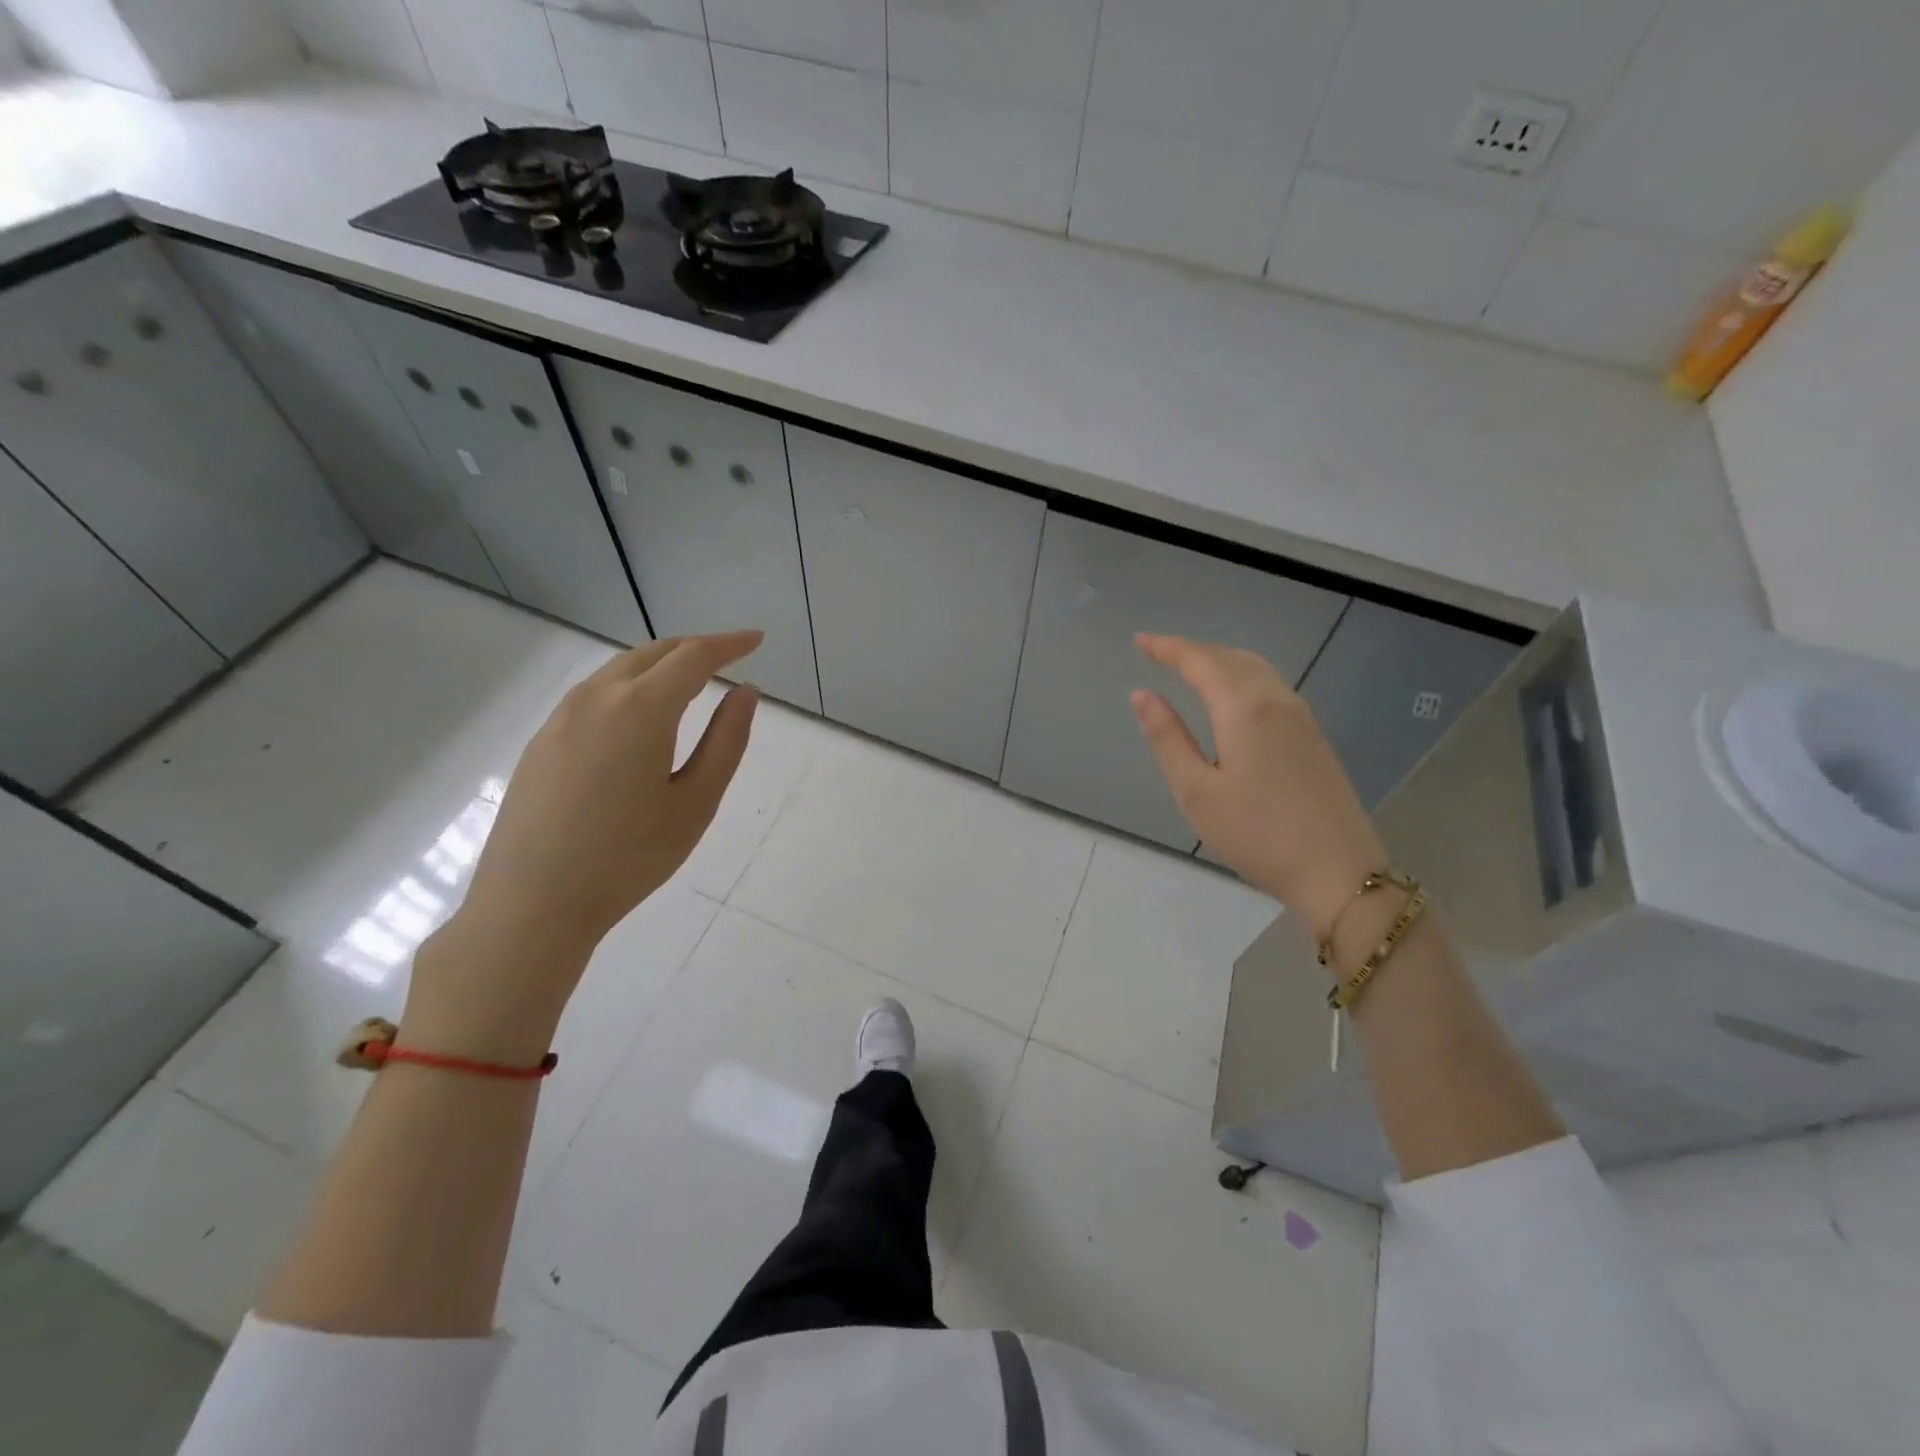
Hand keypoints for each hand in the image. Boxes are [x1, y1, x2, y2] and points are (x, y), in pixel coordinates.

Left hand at [404, 632, 761, 1058]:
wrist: (532, 903)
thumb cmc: (629, 857)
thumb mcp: (695, 802)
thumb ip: (726, 741)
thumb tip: (745, 692)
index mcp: (641, 708)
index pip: (693, 657)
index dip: (729, 644)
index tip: (756, 639)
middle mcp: (596, 698)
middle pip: (653, 653)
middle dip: (694, 648)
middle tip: (728, 656)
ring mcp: (561, 717)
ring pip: (619, 670)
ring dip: (659, 665)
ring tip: (689, 682)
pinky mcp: (541, 740)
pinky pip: (594, 694)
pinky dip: (629, 686)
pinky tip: (639, 716)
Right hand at [1130, 633, 1385, 934]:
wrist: (1340, 873)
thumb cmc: (1257, 835)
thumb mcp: (1196, 792)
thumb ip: (1167, 739)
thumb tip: (1142, 695)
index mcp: (1244, 708)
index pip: (1200, 661)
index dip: (1167, 648)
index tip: (1139, 641)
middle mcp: (1276, 700)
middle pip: (1230, 657)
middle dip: (1193, 650)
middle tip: (1159, 653)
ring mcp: (1302, 717)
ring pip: (1255, 668)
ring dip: (1219, 660)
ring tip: (1190, 668)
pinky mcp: (1314, 736)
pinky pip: (1271, 685)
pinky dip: (1242, 675)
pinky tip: (1231, 696)